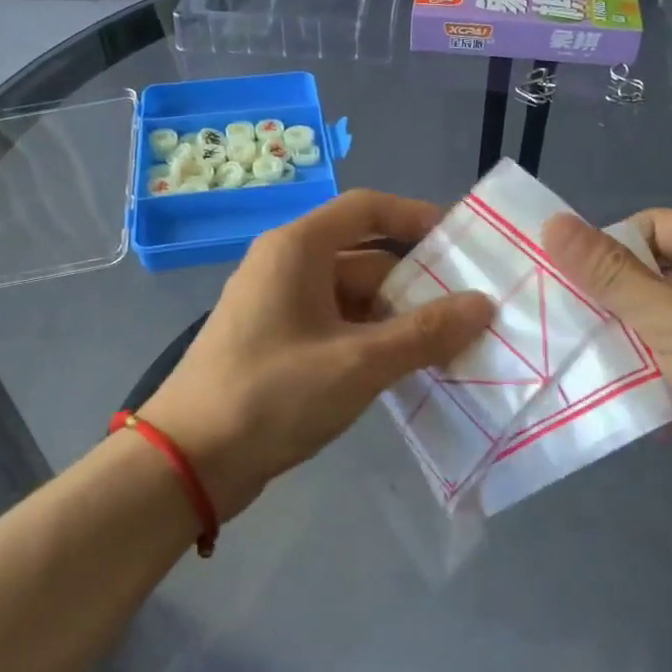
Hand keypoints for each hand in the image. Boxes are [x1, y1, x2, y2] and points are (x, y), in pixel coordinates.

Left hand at [141, 191, 493, 515]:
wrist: (189, 462)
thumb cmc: (272, 395)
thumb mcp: (358, 363)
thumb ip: (424, 333)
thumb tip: (483, 305)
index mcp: (298, 249)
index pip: (367, 209)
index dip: (416, 217)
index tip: (462, 243)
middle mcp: (287, 267)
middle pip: (366, 260)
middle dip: (417, 286)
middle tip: (472, 314)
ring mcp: (280, 309)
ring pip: (354, 300)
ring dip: (398, 321)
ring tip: (451, 348)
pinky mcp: (279, 346)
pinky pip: (337, 330)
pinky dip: (371, 344)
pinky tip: (406, 371)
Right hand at [543, 210, 671, 531]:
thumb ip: (609, 274)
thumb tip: (552, 223)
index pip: (651, 228)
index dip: (607, 256)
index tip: (566, 291)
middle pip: (657, 277)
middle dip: (617, 311)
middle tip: (571, 334)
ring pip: (667, 325)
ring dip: (635, 351)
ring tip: (597, 373)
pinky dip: (663, 381)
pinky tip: (644, 407)